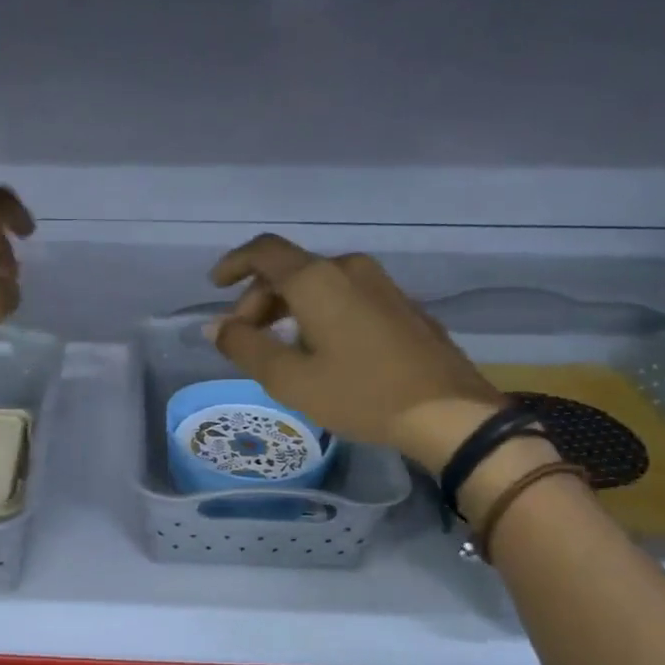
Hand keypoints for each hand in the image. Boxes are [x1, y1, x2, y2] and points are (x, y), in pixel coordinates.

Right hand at [207, 234, 505, 471]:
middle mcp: (349, 269)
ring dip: (289, 307)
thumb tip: (215, 326)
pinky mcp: (401, 304)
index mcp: (317, 280)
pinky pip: (345, 295)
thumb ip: (245, 347)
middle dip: (259, 299)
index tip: (215, 287)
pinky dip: (319, 312)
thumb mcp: (290, 379)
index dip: (234, 264)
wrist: (449, 413)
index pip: (264, 251)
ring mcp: (380, 284)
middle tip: (246, 338)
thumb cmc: (361, 394)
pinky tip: (321, 350)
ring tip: (280, 349)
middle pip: (290, 269)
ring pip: (319, 283)